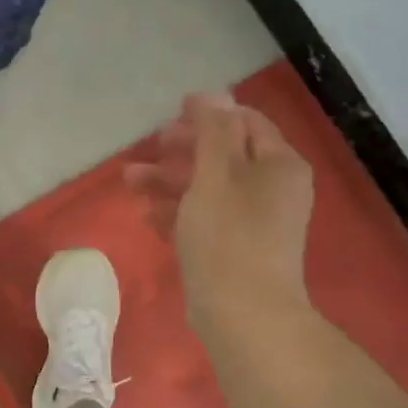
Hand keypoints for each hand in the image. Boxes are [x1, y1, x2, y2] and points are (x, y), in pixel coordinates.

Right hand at [125, 93, 315, 347]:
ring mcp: (254, 223)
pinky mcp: (234, 250)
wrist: (243, 313)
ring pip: (208, 189)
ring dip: (170, 181)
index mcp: (278, 165)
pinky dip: (177, 212)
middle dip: (181, 150)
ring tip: (130, 182)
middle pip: (223, 156)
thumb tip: (214, 94)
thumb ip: (214, 131)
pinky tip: (148, 216)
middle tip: (149, 147)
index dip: (209, 114)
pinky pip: (204, 219)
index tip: (172, 113)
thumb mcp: (217, 174)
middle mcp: (272, 189)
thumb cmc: (229, 236)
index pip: (246, 123)